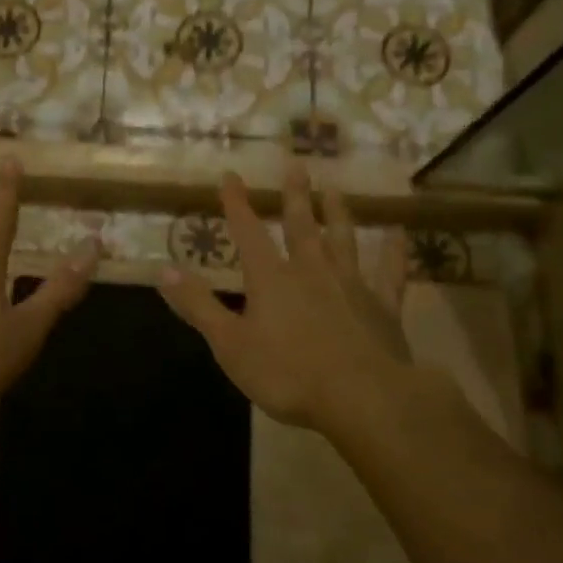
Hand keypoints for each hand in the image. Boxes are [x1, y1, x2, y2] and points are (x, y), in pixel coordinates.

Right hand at [159, 163, 412, 431]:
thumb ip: (198, 306)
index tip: (230, 174)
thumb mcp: (230, 344)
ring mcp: (351, 285)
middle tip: (296, 164)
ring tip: (336, 188)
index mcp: (271, 279)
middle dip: (294, 195)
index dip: (236, 203)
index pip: (247, 232)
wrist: (362, 398)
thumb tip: (163, 269)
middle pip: (300, 225)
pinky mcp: (383, 307)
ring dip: (337, 213)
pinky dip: (394, 252)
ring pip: (342, 240)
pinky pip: (389, 273)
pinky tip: (399, 234)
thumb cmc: (288, 373)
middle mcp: (311, 270)